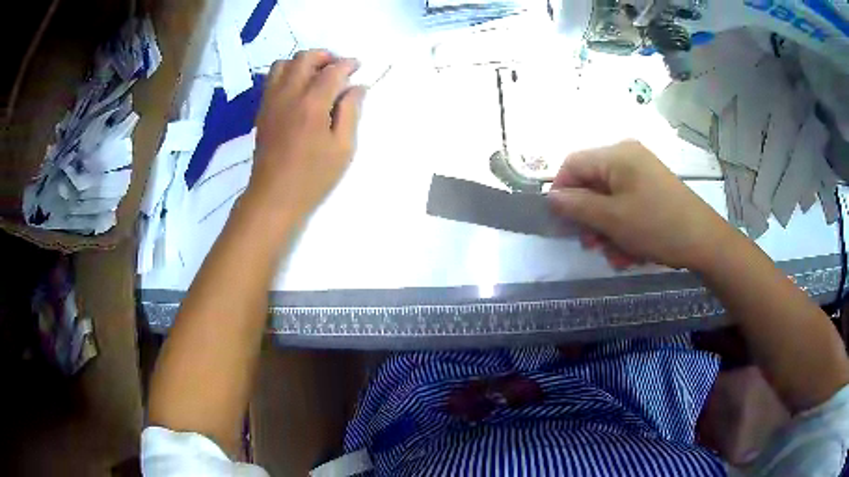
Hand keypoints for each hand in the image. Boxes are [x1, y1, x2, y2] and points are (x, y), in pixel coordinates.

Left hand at [245, 50, 366, 222]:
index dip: (348, 65)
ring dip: (303, 62)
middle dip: (325, 56)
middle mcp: (288, 94)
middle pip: (305, 58)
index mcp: (312, 104)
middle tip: (338, 68)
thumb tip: (357, 87)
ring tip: (316, 75)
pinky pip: (272, 79)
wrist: (274, 197)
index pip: (332, 70)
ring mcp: (271, 101)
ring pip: (284, 64)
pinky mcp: (262, 110)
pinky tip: (299, 88)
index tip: (358, 67)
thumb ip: (351, 112)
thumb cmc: (313, 177)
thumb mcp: (342, 148)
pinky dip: (287, 74)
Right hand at [548, 140, 736, 270]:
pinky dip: (624, 229)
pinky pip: (627, 206)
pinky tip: (631, 253)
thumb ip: (577, 206)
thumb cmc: (656, 225)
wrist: (704, 241)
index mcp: (616, 155)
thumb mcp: (612, 219)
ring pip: (609, 200)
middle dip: (589, 219)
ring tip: (617, 256)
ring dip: (607, 231)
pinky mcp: (652, 190)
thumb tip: (551, 196)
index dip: (561, 191)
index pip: (573, 164)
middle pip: (592, 184)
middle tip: (593, 246)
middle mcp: (627, 157)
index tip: (561, 223)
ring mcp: (642, 174)